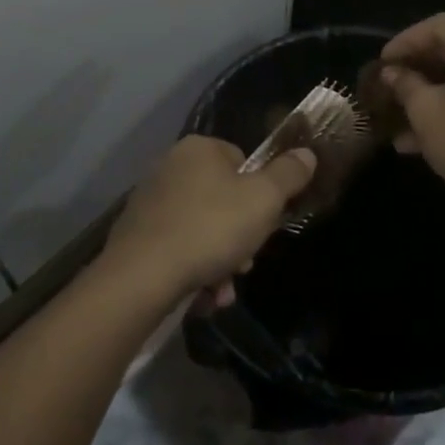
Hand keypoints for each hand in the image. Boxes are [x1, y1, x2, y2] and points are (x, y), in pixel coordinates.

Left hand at [103, 136, 315, 307]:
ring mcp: (150, 200)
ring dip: (220, 261)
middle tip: (244, 264)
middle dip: (239, 237)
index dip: (259, 195)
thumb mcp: (263, 200)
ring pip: (202, 229)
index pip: (242, 162)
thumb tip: (307, 154)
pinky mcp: (137, 233)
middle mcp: (170, 166)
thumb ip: (288, 175)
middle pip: (222, 199)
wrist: (142, 275)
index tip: (264, 224)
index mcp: (199, 149)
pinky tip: (201, 296)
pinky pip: (178, 247)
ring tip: (221, 290)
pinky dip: (193, 269)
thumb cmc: (210, 228)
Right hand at [377, 14, 444, 214]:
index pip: (439, 26)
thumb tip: (392, 74)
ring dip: (432, 93)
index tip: (382, 62)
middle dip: (418, 69)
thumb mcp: (425, 110)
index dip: (405, 42)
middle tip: (391, 83)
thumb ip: (405, 84)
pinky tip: (421, 139)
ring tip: (399, 118)